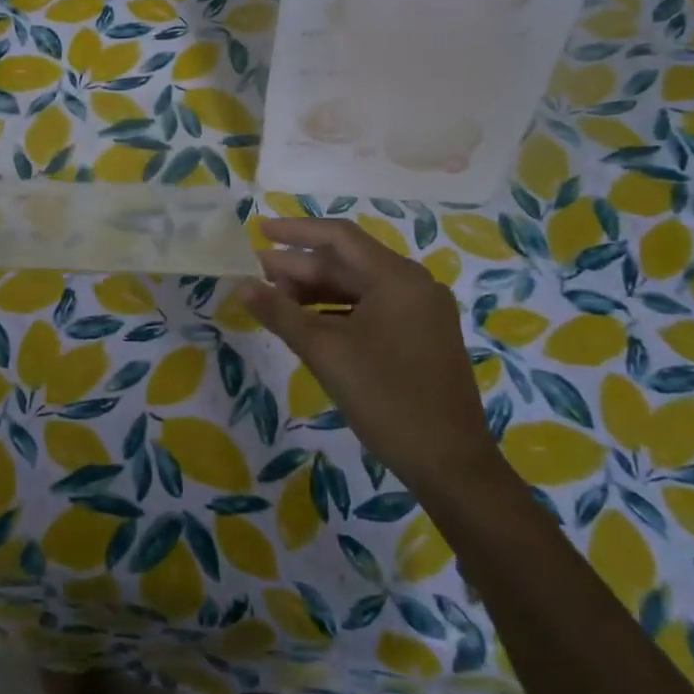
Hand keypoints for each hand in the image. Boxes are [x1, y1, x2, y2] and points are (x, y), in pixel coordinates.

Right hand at [242, 218, 494, 487]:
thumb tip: (243, 286)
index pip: (338, 237)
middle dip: (300, 267)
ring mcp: (421, 312)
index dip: (295, 230)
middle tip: (257, 274)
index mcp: (397, 278)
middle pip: (348, 263)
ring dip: (316, 290)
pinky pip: (372, 309)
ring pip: (359, 287)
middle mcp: (414, 285)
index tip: (258, 230)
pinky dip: (338, 311)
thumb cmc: (385, 398)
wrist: (449, 463)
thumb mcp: (325, 351)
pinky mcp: (421, 336)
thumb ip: (281, 313)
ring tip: (275, 300)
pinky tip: (309, 323)